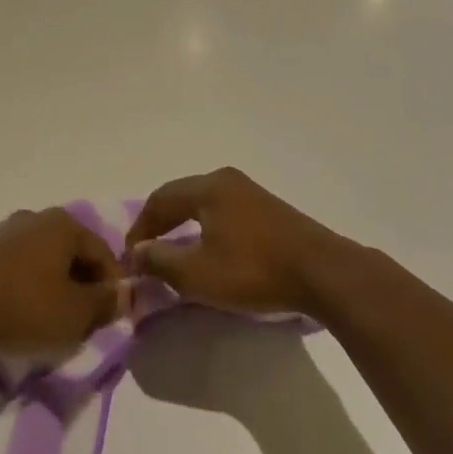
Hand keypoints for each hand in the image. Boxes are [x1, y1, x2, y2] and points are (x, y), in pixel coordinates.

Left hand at [0, 208, 123, 354]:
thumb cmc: (25, 308)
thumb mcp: (75, 314)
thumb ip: (105, 303)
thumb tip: (124, 293)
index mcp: (63, 224)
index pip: (102, 252)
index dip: (113, 286)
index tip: (111, 316)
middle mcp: (33, 217)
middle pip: (70, 252)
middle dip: (81, 285)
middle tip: (82, 321)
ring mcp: (0, 230)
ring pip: (40, 259)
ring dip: (51, 285)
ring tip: (48, 320)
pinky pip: (13, 266)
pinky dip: (23, 285)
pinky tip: (16, 312)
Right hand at [126, 168, 341, 315]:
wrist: (322, 273)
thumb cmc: (253, 270)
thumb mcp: (198, 273)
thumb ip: (160, 260)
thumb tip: (138, 252)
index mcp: (207, 187)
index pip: (159, 200)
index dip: (140, 228)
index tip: (130, 257)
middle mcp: (226, 180)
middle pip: (181, 196)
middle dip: (159, 223)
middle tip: (146, 251)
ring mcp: (251, 191)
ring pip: (203, 203)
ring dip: (183, 225)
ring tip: (173, 251)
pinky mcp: (269, 209)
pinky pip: (223, 211)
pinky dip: (206, 227)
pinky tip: (208, 249)